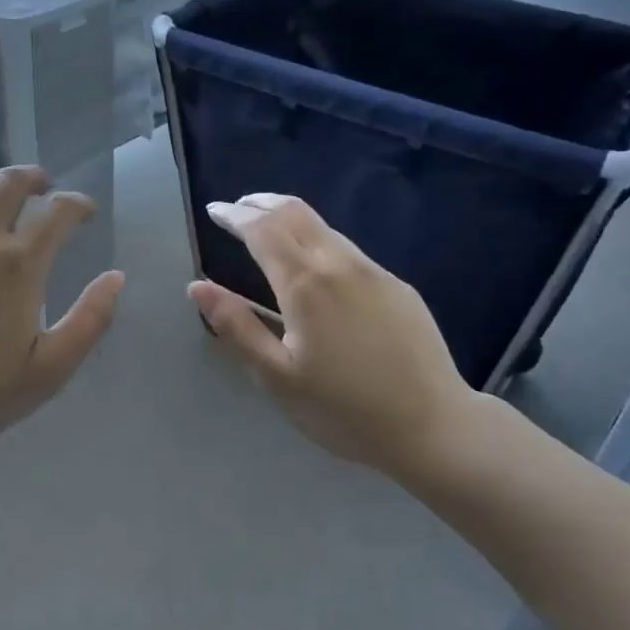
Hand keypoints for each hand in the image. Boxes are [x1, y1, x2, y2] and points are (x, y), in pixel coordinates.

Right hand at [188, 193, 480, 478]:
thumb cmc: (343, 409)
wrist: (432, 426)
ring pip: (324, 227)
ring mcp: (374, 272)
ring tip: (268, 229)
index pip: (262, 229)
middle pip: (295, 213)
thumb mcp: (276, 377)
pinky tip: (314, 266)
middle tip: (237, 209)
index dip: (234, 215)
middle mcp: (340, 264)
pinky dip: (317, 240)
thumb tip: (198, 287)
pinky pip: (348, 249)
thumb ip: (236, 327)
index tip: (214, 210)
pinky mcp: (397, 286)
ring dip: (290, 218)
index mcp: (305, 284)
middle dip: (260, 204)